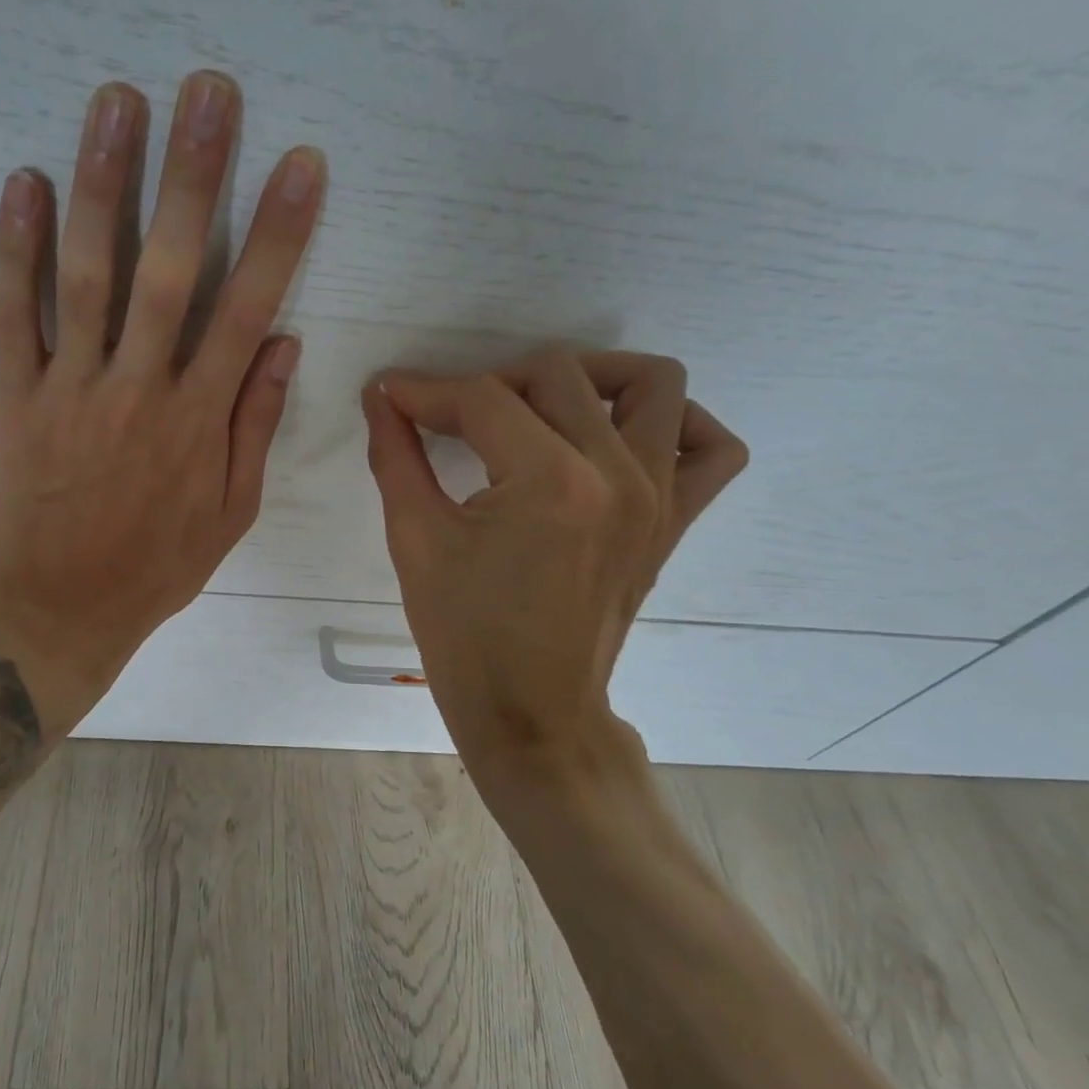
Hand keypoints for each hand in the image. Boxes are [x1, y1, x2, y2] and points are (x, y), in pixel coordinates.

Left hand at [0, 71, 325, 732]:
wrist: (58, 610)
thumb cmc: (155, 566)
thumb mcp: (230, 513)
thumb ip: (254, 426)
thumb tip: (283, 345)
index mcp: (200, 420)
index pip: (249, 309)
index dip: (280, 233)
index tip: (301, 165)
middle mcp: (140, 389)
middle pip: (173, 269)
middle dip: (195, 177)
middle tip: (208, 91)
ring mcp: (72, 388)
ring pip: (90, 273)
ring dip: (105, 183)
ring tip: (118, 102)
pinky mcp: (15, 396)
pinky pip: (14, 313)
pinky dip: (16, 248)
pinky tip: (24, 181)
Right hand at [362, 347, 746, 810]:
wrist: (531, 714)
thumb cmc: (464, 636)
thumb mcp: (415, 542)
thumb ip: (395, 456)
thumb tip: (380, 396)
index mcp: (549, 482)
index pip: (483, 399)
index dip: (426, 391)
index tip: (390, 396)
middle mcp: (618, 475)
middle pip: (558, 374)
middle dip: (488, 384)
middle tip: (449, 418)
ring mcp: (659, 496)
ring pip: (652, 384)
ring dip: (589, 380)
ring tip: (538, 412)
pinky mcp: (674, 521)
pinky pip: (709, 448)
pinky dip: (675, 424)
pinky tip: (620, 439)